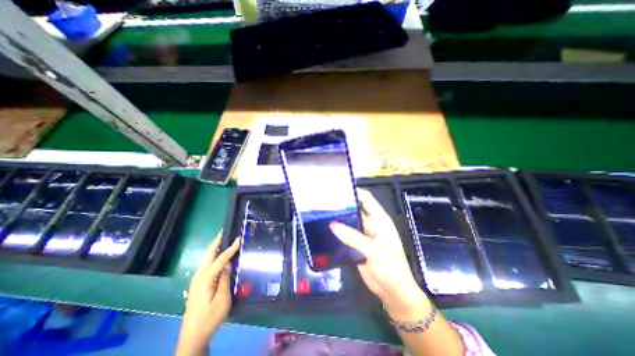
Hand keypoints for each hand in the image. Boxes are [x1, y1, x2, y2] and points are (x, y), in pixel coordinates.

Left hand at [175, 232, 241, 354]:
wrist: (193, 336)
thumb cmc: (210, 318)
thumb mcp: (223, 299)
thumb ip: (225, 279)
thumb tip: (228, 264)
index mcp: (205, 279)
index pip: (221, 258)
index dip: (231, 248)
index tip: (239, 238)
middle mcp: (199, 276)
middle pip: (208, 254)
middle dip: (216, 241)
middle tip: (225, 231)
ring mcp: (196, 280)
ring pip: (206, 258)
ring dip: (214, 247)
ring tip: (223, 239)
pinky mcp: (198, 284)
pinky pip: (206, 264)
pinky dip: (213, 256)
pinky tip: (219, 255)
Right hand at [327, 190, 431, 321]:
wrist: (393, 292)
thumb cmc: (390, 268)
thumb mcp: (373, 251)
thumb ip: (353, 237)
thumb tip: (332, 224)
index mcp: (379, 220)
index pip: (367, 199)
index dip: (355, 192)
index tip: (339, 189)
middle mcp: (371, 224)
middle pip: (355, 210)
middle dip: (342, 206)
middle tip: (325, 202)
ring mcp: (363, 235)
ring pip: (349, 222)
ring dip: (338, 219)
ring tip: (321, 213)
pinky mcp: (356, 245)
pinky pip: (346, 235)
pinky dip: (337, 232)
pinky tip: (325, 229)